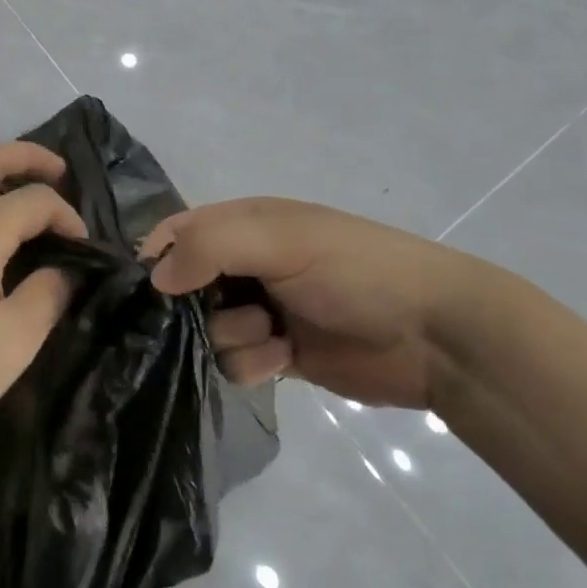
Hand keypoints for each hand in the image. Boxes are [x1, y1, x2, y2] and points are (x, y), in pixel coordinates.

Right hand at [143, 198, 484, 409]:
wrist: (435, 335)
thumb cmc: (355, 271)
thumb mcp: (281, 241)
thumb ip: (210, 247)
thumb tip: (154, 277)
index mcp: (244, 223)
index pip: (177, 233)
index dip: (157, 258)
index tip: (152, 292)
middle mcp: (246, 264)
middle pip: (184, 289)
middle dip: (194, 308)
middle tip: (223, 312)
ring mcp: (262, 310)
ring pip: (207, 330)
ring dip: (233, 337)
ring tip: (274, 335)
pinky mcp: (277, 354)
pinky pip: (234, 363)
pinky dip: (252, 364)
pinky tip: (285, 360)